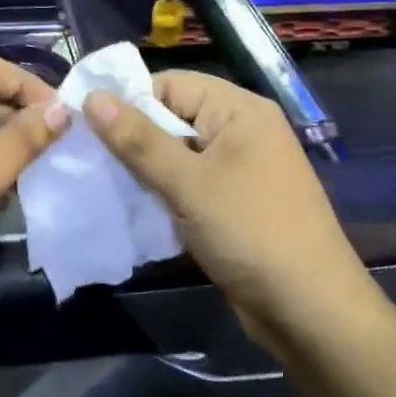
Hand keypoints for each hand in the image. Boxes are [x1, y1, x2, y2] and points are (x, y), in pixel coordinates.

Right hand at [83, 71, 372, 335]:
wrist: (311, 312)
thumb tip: (92, 97)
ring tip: (101, 181)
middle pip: (173, 117)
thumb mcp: (187, 183)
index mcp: (239, 110)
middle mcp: (241, 131)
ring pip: (177, 153)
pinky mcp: (235, 202)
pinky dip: (163, 191)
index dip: (127, 99)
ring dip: (144, 168)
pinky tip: (132, 206)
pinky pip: (189, 183)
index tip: (84, 123)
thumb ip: (138, 139)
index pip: (170, 84)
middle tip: (86, 156)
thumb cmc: (251, 232)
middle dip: (132, 137)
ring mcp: (240, 169)